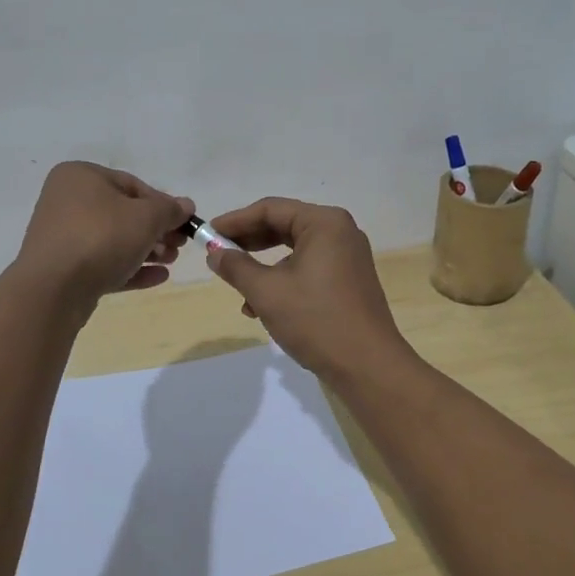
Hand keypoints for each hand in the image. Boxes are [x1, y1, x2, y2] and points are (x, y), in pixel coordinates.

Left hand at [14, 162, 193, 304]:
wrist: (53, 289)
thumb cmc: (101, 237)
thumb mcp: (146, 217)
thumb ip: (169, 210)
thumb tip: (186, 206)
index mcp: (81, 177)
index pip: (132, 185)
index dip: (163, 204)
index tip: (184, 223)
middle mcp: (67, 201)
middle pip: (123, 214)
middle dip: (156, 231)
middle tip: (180, 246)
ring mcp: (63, 237)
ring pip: (114, 240)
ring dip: (147, 250)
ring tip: (171, 261)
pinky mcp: (64, 268)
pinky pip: (103, 263)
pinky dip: (130, 268)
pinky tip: (159, 277)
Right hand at [204, 198, 413, 380]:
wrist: (367, 366)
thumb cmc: (315, 319)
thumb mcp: (266, 292)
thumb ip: (236, 267)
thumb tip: (215, 253)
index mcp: (324, 223)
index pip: (270, 209)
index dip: (235, 221)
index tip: (207, 234)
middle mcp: (340, 232)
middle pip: (284, 226)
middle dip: (248, 243)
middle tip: (218, 255)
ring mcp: (347, 258)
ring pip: (294, 252)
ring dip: (263, 268)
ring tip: (238, 290)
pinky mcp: (349, 281)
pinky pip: (308, 270)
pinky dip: (283, 282)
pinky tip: (261, 309)